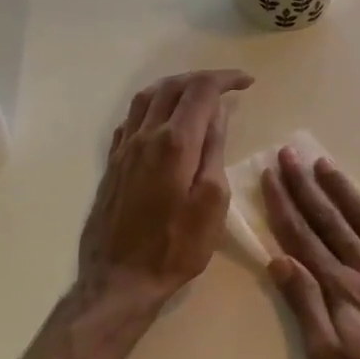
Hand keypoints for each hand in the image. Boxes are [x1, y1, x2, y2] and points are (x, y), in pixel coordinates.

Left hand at [78, 69, 252, 307]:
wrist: (119, 279)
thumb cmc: (176, 247)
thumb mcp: (212, 202)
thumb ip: (214, 152)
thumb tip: (217, 114)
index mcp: (175, 143)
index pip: (201, 91)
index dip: (225, 79)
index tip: (247, 82)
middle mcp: (145, 136)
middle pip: (172, 87)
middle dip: (202, 79)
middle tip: (227, 86)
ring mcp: (124, 149)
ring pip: (146, 98)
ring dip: (174, 87)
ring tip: (196, 94)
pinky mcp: (112, 164)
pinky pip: (130, 119)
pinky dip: (152, 107)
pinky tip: (161, 119)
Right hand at [261, 147, 359, 358]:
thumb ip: (306, 307)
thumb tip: (279, 261)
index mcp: (342, 288)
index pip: (304, 238)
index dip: (284, 206)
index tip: (270, 177)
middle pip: (331, 221)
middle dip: (307, 187)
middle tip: (290, 155)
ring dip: (345, 190)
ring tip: (326, 164)